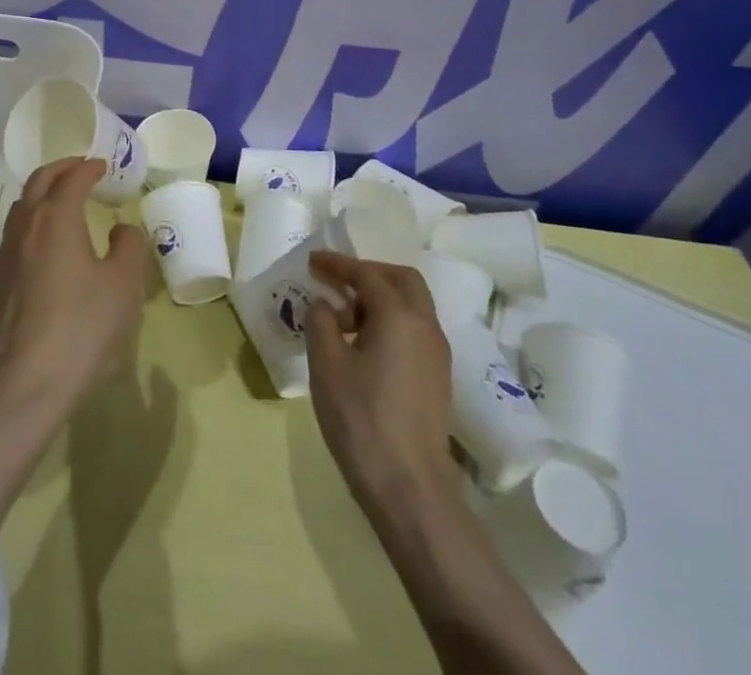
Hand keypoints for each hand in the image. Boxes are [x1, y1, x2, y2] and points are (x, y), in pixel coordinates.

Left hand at [0, 156, 150, 416]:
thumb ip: (128, 248)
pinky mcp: (1, 275)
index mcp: (56, 216)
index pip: (72, 177)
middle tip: (83, 168)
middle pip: (40, 180)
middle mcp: (27, 223)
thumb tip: (122, 229)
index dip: (90, 167)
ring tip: (66, 197)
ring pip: (24, 202)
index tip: (104, 165)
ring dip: (45, 189)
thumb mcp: (122, 286)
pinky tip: (49, 236)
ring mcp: (8, 249)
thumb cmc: (80, 327)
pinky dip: (35, 214)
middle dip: (62, 168)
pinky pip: (18, 226)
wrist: (24, 380)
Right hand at [306, 251, 456, 505]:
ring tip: (343, 320)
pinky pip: (414, 331)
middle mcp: (426, 327)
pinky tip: (362, 346)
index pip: (367, 274)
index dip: (337, 264)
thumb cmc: (361, 418)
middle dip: (368, 273)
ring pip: (412, 306)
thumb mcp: (326, 363)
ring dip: (379, 299)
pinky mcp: (437, 379)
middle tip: (336, 282)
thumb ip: (321, 321)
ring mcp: (437, 355)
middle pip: (402, 281)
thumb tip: (325, 305)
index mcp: (400, 316)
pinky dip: (389, 322)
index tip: (312, 261)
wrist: (409, 489)